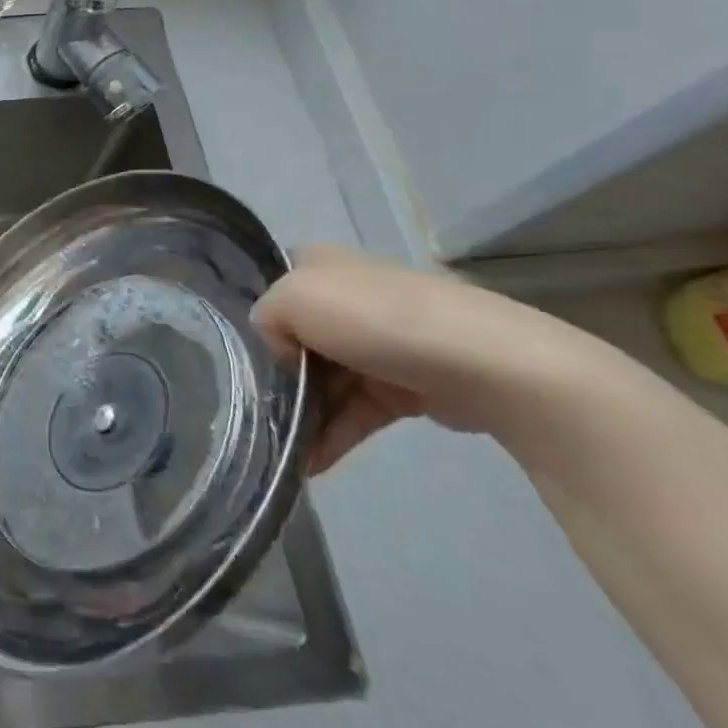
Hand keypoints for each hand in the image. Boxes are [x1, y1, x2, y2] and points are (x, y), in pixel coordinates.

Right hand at [251, 244, 608, 472]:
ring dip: (304, 413)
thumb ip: (265, 318)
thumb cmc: (375, 318)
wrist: (484, 364)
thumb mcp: (291, 299)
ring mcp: (382, 341)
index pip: (274, 287)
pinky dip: (334, 434)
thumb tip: (280, 351)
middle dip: (279, 374)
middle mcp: (350, 296)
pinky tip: (312, 464)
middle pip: (297, 338)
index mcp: (323, 264)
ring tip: (283, 449)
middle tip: (259, 408)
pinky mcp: (409, 385)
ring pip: (326, 378)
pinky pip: (358, 409)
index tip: (243, 355)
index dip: (260, 319)